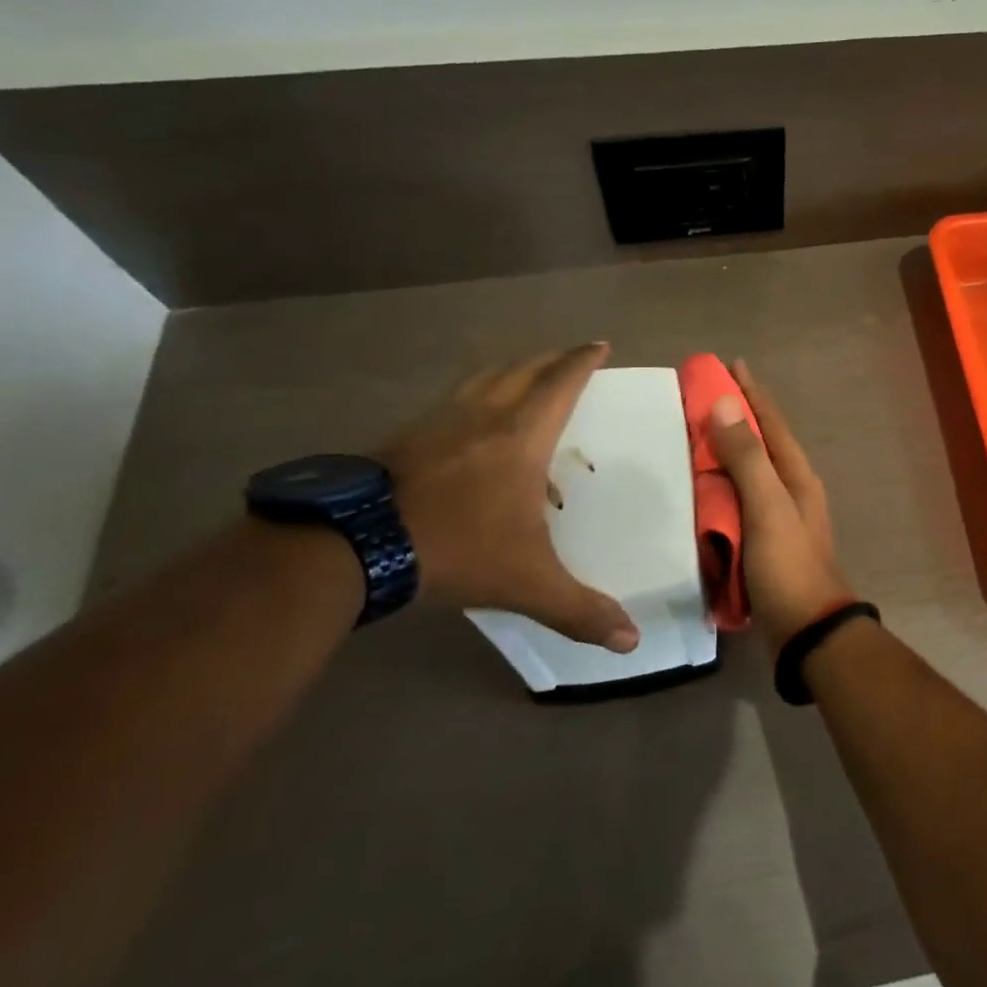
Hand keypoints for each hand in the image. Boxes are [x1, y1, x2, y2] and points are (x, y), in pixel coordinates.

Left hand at [381, 343, 638, 651]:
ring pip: (483, 378)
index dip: (582, 361)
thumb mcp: (526, 582)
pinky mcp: (405, 435)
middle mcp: (484, 415)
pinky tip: (469, 422)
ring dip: (511, 371)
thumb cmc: (455, 548)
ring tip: (525, 379)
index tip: (599, 345)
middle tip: (570, 358)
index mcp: (522, 436)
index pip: (560, 383)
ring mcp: (439, 420)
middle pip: (523, 370)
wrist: (354, 544)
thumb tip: (632, 641)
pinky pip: (453, 400)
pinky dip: (474, 396)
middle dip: (552, 359)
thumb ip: (580, 609)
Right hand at [706, 360, 854, 648]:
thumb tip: (724, 403)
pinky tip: (696, 491)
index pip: (772, 423)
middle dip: (734, 418)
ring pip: (747, 474)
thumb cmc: (789, 565)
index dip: (752, 392)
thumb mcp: (768, 506)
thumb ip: (747, 457)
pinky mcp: (762, 544)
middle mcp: (790, 491)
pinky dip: (718, 490)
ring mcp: (777, 519)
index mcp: (796, 477)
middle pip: (760, 444)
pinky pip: (737, 504)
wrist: (807, 633)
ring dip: (724, 453)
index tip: (731, 364)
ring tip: (691, 437)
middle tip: (699, 399)